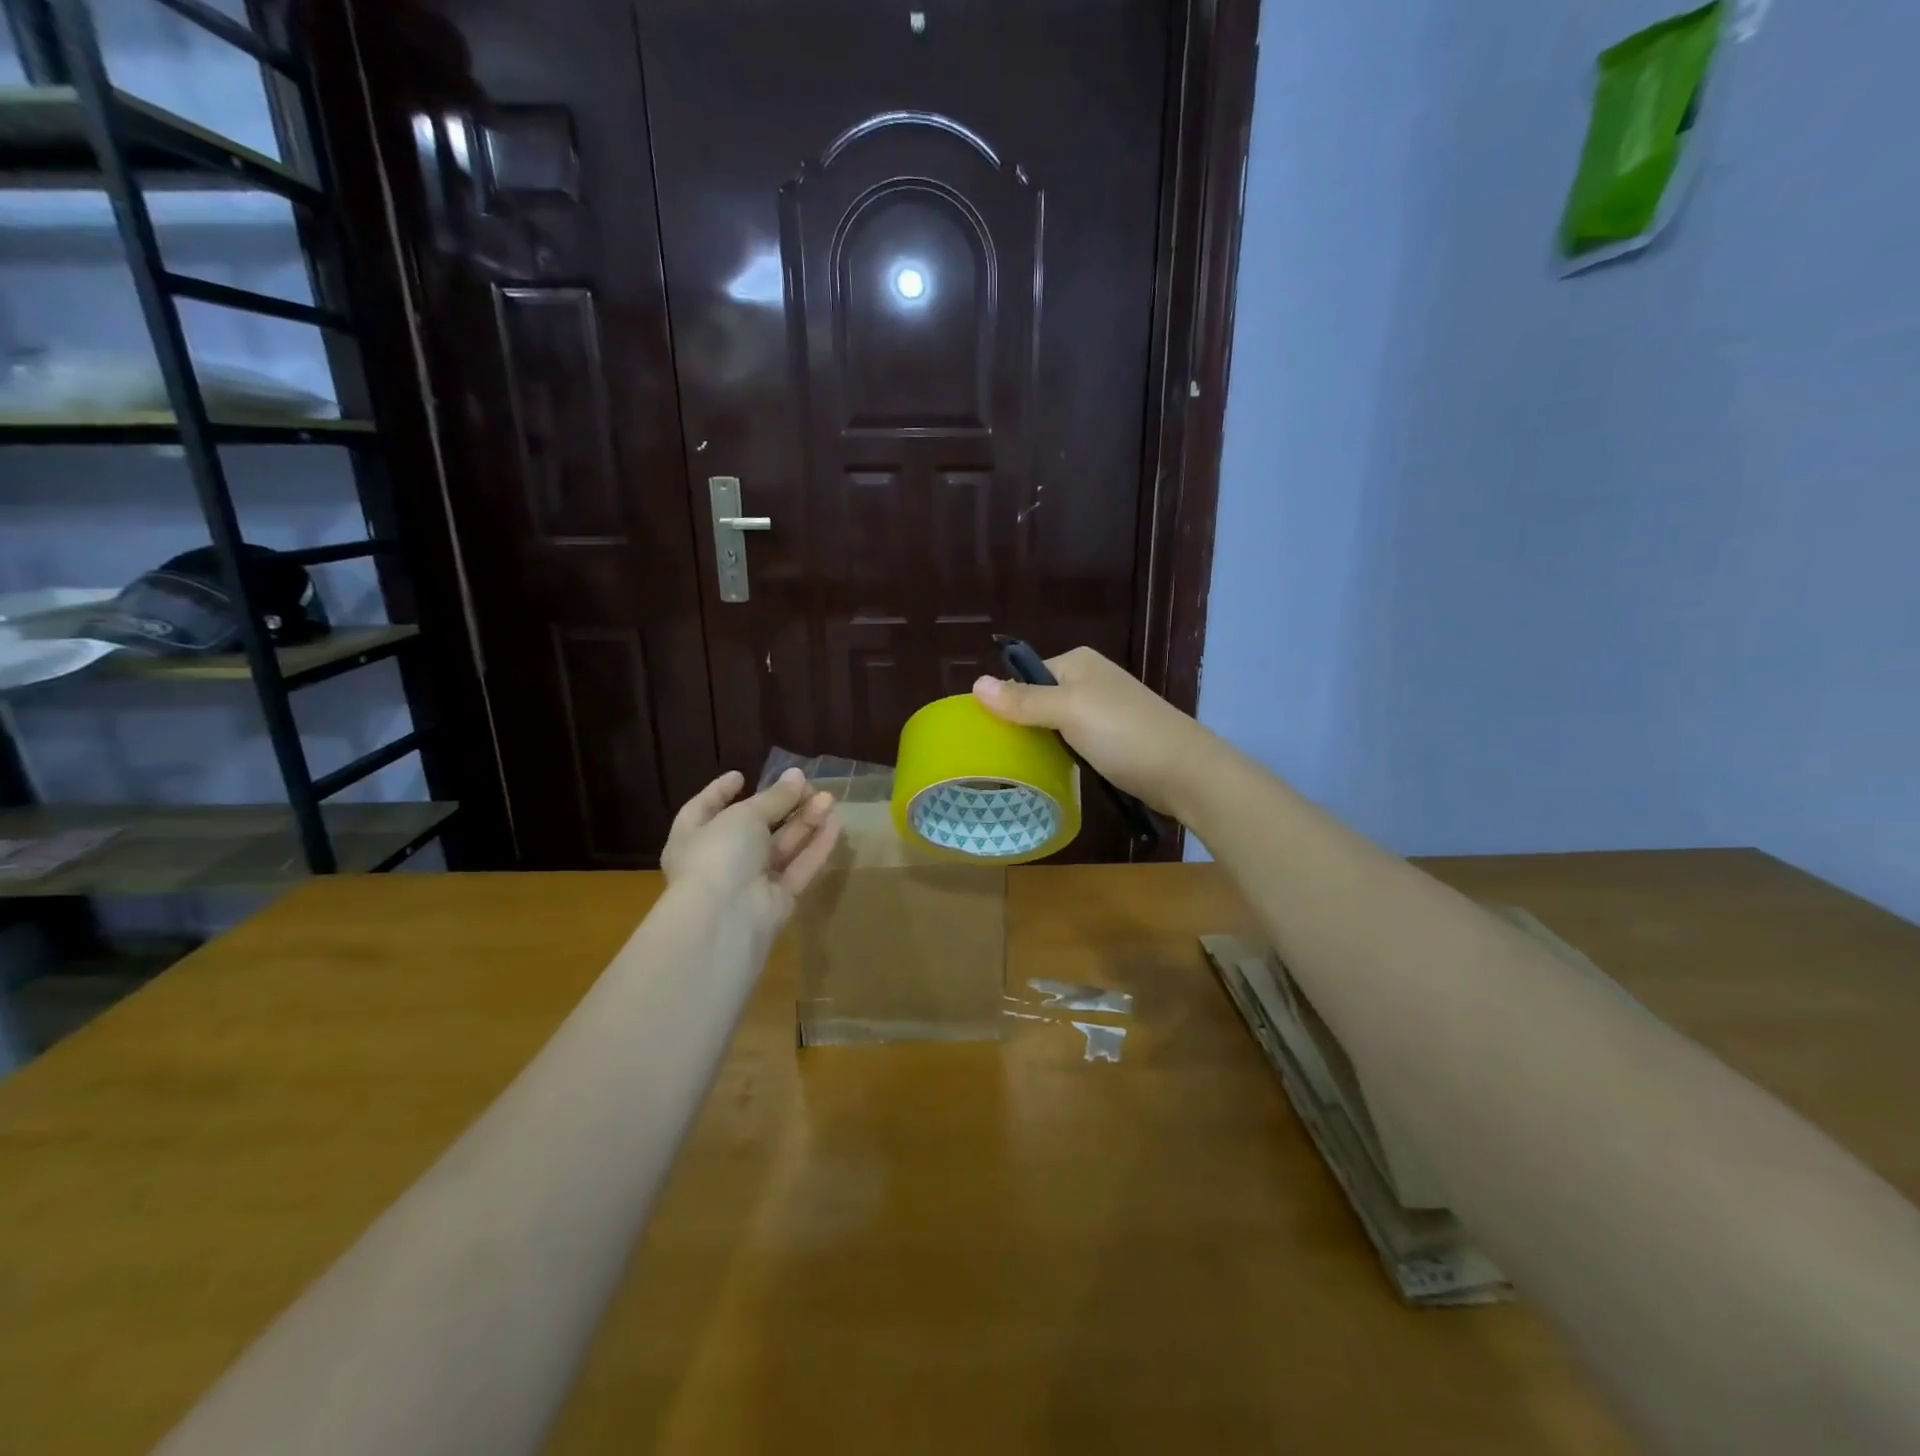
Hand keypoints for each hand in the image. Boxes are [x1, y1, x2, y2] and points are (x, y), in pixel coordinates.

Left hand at [661, 768, 841, 940]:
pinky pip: (799, 868)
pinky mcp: (778, 899)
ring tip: (829, 799)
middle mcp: (720, 859)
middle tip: (807, 785)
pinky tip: (837, 825)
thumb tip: (797, 776)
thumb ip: (774, 797)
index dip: (721, 791)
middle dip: (780, 805)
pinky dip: (816, 847)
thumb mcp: (745, 815)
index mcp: (693, 836)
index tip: (741, 775)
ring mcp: (750, 882)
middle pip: (754, 826)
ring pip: (781, 846)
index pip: (705, 808)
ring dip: (805, 822)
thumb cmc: (719, 855)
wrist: (725, 919)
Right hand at [971, 647, 1213, 817]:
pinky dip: (1063, 755)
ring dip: (1042, 743)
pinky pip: (1074, 742)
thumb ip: (1023, 700)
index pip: (1026, 676)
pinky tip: (1053, 772)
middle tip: (1000, 757)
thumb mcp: (1068, 711)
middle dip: (1022, 725)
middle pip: (1039, 700)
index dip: (1006, 702)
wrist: (1186, 773)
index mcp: (1078, 662)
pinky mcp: (1114, 739)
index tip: (987, 734)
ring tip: (1021, 768)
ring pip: (1056, 724)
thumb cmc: (1124, 733)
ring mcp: (1104, 710)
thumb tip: (975, 684)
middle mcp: (1091, 680)